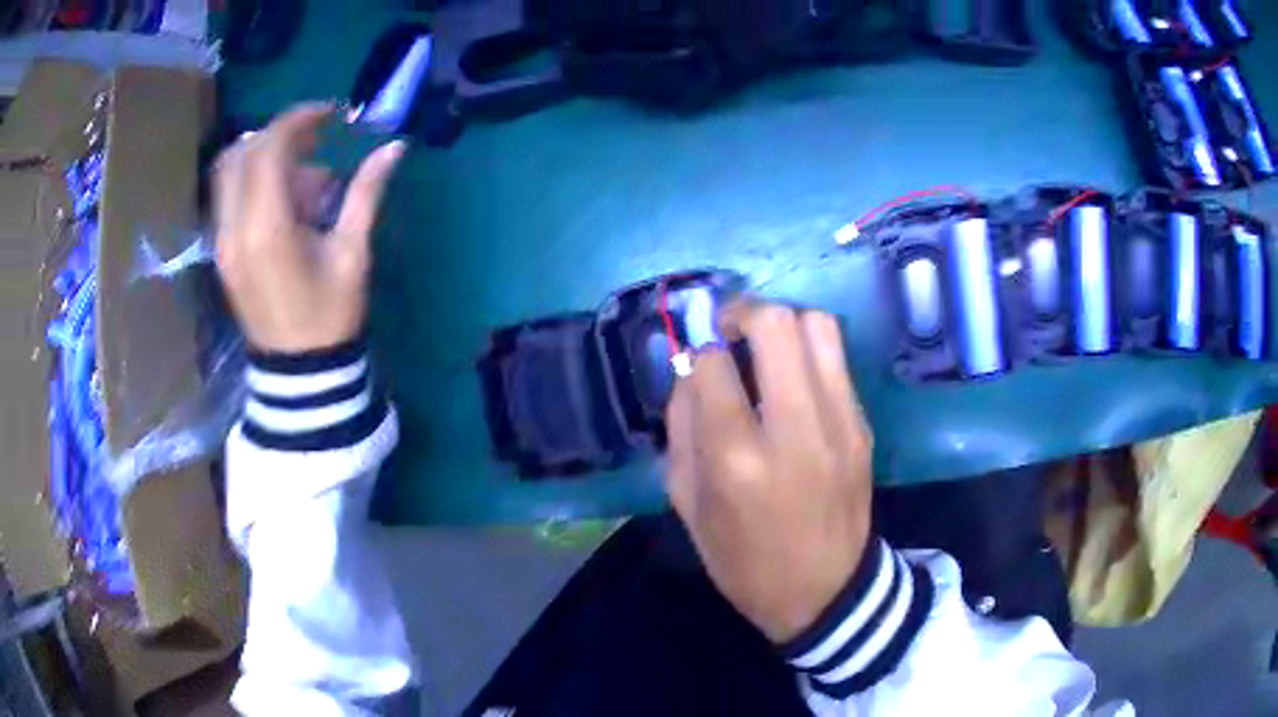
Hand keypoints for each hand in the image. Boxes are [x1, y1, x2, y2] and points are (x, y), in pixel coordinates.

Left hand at [214, 102, 405, 353]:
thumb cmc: (329, 315)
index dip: (300, 119)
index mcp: (267, 228)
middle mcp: (234, 228)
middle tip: (317, 138)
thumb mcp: (352, 253)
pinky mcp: (222, 250)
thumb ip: (366, 193)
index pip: (270, 147)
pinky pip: (229, 196)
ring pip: (229, 171)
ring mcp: (222, 241)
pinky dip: (254, 180)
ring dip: (264, 156)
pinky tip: (287, 200)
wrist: (297, 372)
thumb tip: (395, 147)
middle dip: (280, 134)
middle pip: (242, 152)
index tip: (332, 113)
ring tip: (305, 176)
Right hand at [666, 304, 872, 643]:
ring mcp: (839, 422)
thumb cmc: (744, 560)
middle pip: (775, 324)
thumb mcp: (688, 505)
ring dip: (783, 323)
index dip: (696, 349)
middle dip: (741, 312)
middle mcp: (794, 428)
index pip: (711, 364)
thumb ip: (681, 429)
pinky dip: (809, 352)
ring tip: (765, 347)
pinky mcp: (862, 425)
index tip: (694, 359)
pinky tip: (793, 379)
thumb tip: (689, 371)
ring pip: (818, 326)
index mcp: (737, 458)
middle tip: (727, 331)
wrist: (826, 591)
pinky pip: (837, 360)